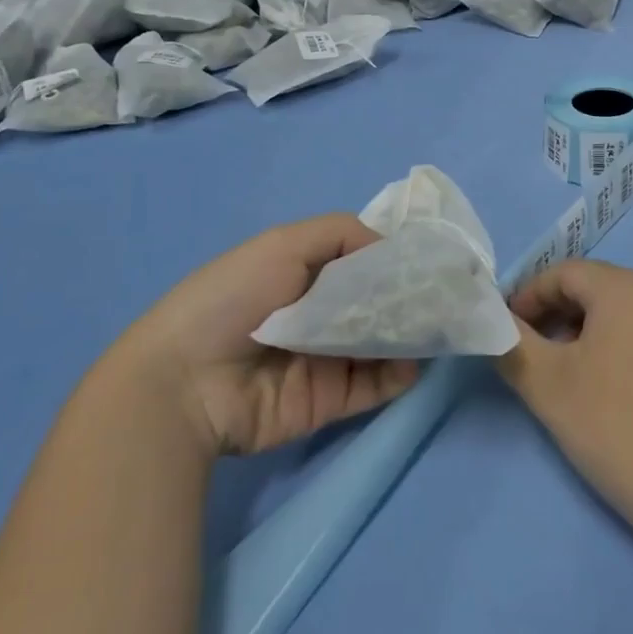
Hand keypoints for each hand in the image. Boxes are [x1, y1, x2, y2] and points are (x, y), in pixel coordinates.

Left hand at [120, 214, 418, 460]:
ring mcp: (325, 358)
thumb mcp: (282, 244)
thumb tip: (390, 246)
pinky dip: (399, 372)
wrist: (186, 383)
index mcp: (301, 273)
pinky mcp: (329, 399)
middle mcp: (316, 313)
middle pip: (373, 301)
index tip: (429, 254)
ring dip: (409, 332)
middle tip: (446, 291)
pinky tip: (417, 358)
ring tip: (441, 321)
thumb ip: (340, 234)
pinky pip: (374, 384)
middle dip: (407, 295)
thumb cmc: (233, 299)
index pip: (358, 259)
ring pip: (380, 342)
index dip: (391, 256)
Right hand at [498, 260, 632, 533]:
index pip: (564, 273)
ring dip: (586, 333)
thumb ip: (511, 344)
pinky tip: (610, 391)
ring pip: (623, 313)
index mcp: (629, 286)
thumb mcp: (547, 385)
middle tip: (532, 356)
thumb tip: (496, 324)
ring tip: (567, 377)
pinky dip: (619, 348)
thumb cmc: (618, 426)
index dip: (528, 297)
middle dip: (556, 316)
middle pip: (595, 289)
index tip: (506, 331)